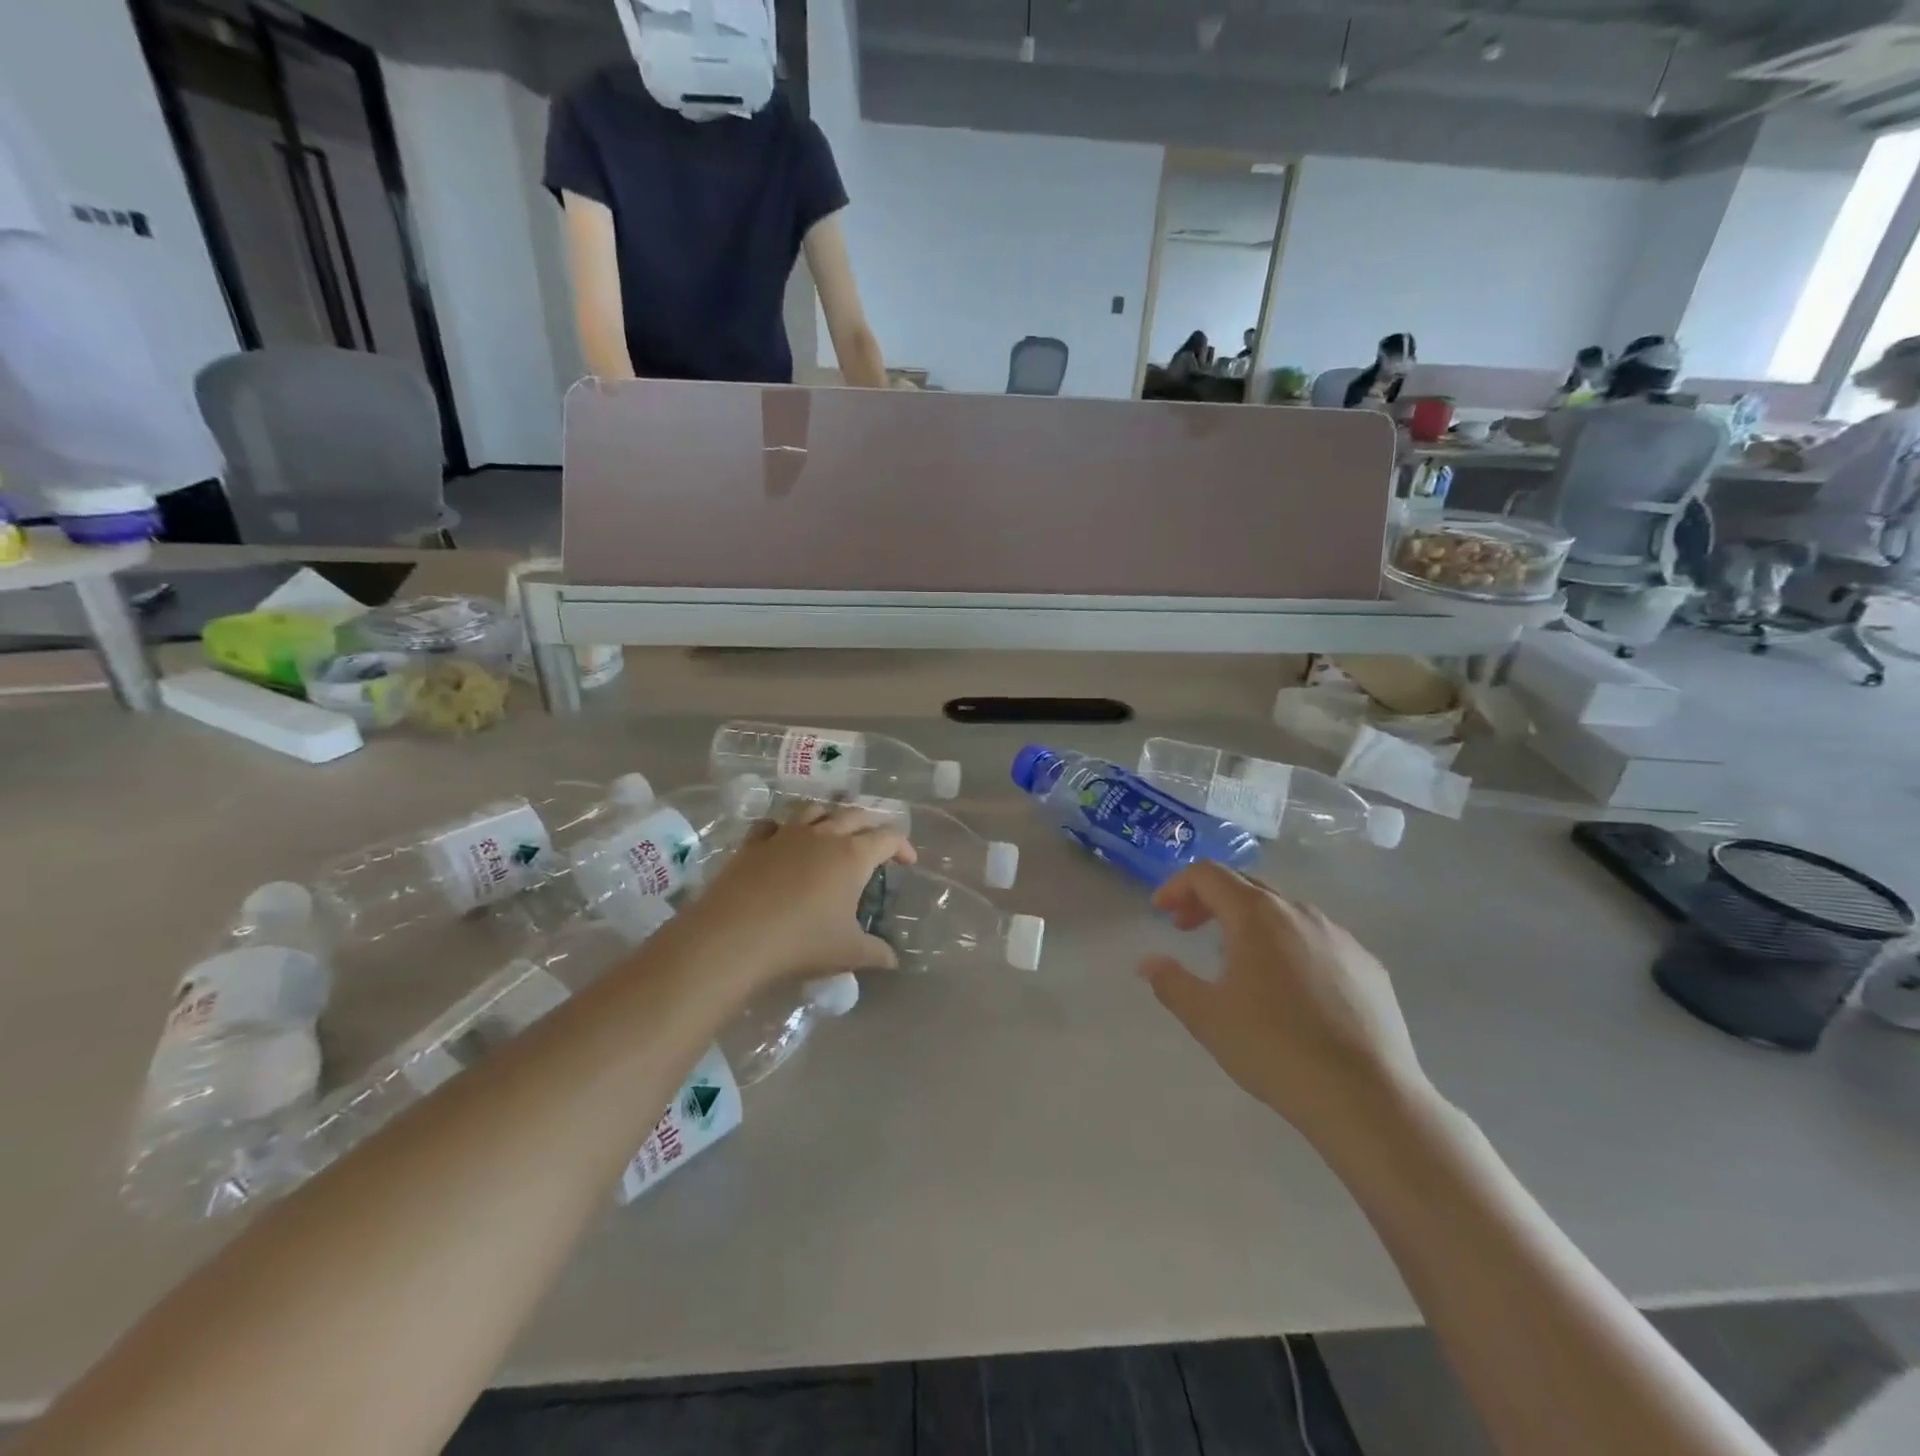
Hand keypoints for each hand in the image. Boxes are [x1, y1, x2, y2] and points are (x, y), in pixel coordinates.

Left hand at [663, 803, 914, 997]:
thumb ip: (876, 953)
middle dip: (870, 826)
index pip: (888, 837)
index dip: (903, 846)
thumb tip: (893, 959)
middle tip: (874, 845)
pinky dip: (785, 827)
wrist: (734, 937)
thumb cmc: (801, 942)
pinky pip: (774, 823)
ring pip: (815, 809)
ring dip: (830, 816)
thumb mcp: (848, 952)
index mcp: (853, 855)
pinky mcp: (754, 842)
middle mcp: (824, 835)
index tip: (908, 862)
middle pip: (855, 815)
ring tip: (833, 832)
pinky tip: (784, 840)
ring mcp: (786, 834)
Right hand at [1140, 863, 1431, 1149]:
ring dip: (1249, 922)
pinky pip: (1318, 940)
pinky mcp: (1368, 966)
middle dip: (1209, 900)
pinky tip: (1289, 988)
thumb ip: (1170, 982)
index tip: (1160, 913)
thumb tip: (1148, 963)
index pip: (1207, 875)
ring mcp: (1340, 936)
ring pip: (1284, 911)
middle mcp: (1299, 912)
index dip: (1177, 886)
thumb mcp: (1206, 1018)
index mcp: (1256, 915)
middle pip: (1245, 886)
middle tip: (1186, 928)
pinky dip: (1289, 945)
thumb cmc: (1274, 1048)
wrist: (1367, 1097)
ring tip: (1235, 958)